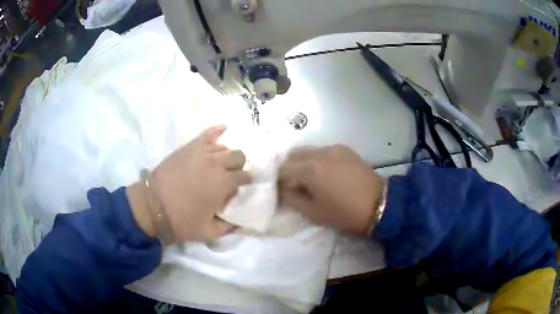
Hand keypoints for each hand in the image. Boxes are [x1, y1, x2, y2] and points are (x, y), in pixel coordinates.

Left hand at [127, 125, 251, 241]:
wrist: (152, 206)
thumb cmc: (181, 220)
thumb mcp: (209, 232)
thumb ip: (229, 227)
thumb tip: (240, 221)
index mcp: (223, 184)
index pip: (244, 176)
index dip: (246, 180)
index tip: (244, 185)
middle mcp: (216, 164)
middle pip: (238, 156)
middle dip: (239, 166)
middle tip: (231, 175)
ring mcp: (202, 152)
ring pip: (224, 147)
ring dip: (226, 155)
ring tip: (220, 164)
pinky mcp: (189, 147)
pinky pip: (207, 134)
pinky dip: (217, 131)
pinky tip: (224, 129)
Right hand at [278, 145, 383, 234]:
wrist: (379, 204)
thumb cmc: (344, 213)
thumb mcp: (313, 213)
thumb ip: (292, 199)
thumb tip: (282, 189)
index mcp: (310, 170)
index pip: (282, 171)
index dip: (278, 183)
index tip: (281, 192)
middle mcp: (319, 153)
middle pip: (292, 157)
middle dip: (287, 170)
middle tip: (291, 186)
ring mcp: (333, 148)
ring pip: (306, 151)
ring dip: (300, 163)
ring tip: (306, 179)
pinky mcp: (343, 148)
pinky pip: (321, 150)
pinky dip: (315, 159)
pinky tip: (322, 171)